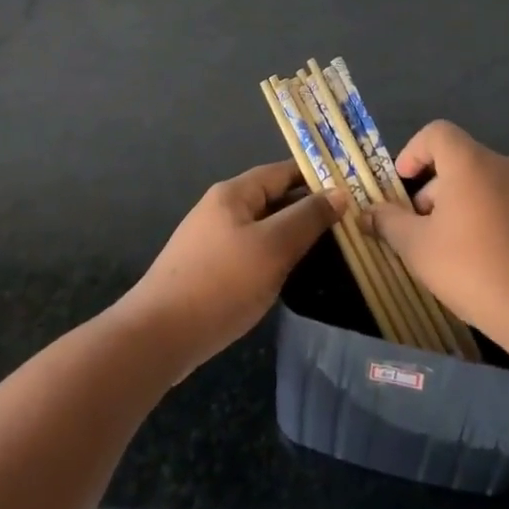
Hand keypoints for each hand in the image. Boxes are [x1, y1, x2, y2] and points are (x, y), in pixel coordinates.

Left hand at [116, 161, 343, 375]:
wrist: (157, 337)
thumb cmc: (220, 283)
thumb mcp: (273, 247)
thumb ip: (307, 218)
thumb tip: (339, 193)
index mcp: (234, 193)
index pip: (283, 171)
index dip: (317, 176)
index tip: (351, 188)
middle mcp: (221, 209)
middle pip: (272, 198)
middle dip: (307, 207)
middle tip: (348, 220)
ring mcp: (212, 240)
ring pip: (263, 227)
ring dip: (292, 234)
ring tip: (329, 246)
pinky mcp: (208, 270)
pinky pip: (250, 251)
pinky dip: (274, 256)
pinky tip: (290, 273)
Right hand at [367, 121, 508, 340]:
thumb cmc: (475, 269)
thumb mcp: (418, 249)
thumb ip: (389, 224)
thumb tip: (368, 212)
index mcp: (471, 162)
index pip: (437, 133)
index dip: (414, 152)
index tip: (402, 184)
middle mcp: (505, 165)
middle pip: (460, 162)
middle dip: (435, 190)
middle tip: (421, 231)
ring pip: (486, 186)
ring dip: (463, 207)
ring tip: (454, 252)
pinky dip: (492, 222)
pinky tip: (490, 264)